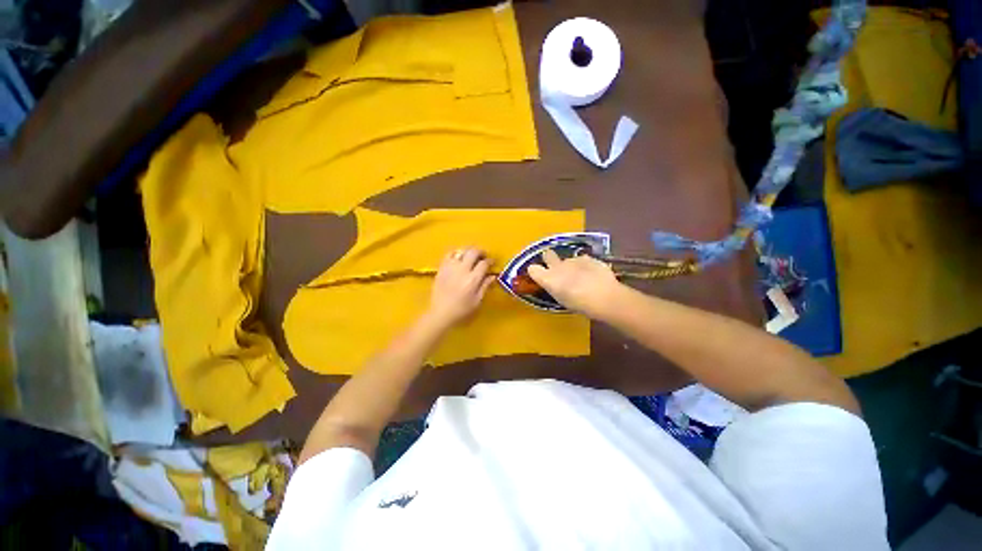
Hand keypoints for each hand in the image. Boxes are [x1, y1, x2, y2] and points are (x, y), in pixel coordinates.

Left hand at [424, 247, 494, 327]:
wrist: (440, 313)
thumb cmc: (461, 310)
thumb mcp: (477, 301)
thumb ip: (485, 286)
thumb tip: (493, 276)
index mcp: (472, 279)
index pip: (484, 263)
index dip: (490, 261)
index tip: (492, 263)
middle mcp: (462, 270)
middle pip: (473, 252)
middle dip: (481, 252)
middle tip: (483, 256)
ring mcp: (450, 267)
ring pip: (461, 250)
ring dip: (469, 251)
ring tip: (471, 256)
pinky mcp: (441, 268)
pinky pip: (449, 254)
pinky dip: (456, 253)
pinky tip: (458, 258)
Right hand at [527, 249, 620, 316]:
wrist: (605, 297)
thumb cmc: (580, 305)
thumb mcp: (563, 300)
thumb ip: (556, 289)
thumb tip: (557, 284)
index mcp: (548, 279)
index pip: (532, 269)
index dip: (535, 271)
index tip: (539, 274)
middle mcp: (558, 266)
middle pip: (547, 255)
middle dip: (549, 258)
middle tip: (556, 267)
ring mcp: (573, 259)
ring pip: (568, 260)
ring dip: (571, 266)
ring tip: (582, 277)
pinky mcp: (588, 258)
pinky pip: (583, 260)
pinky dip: (585, 266)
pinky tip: (593, 275)